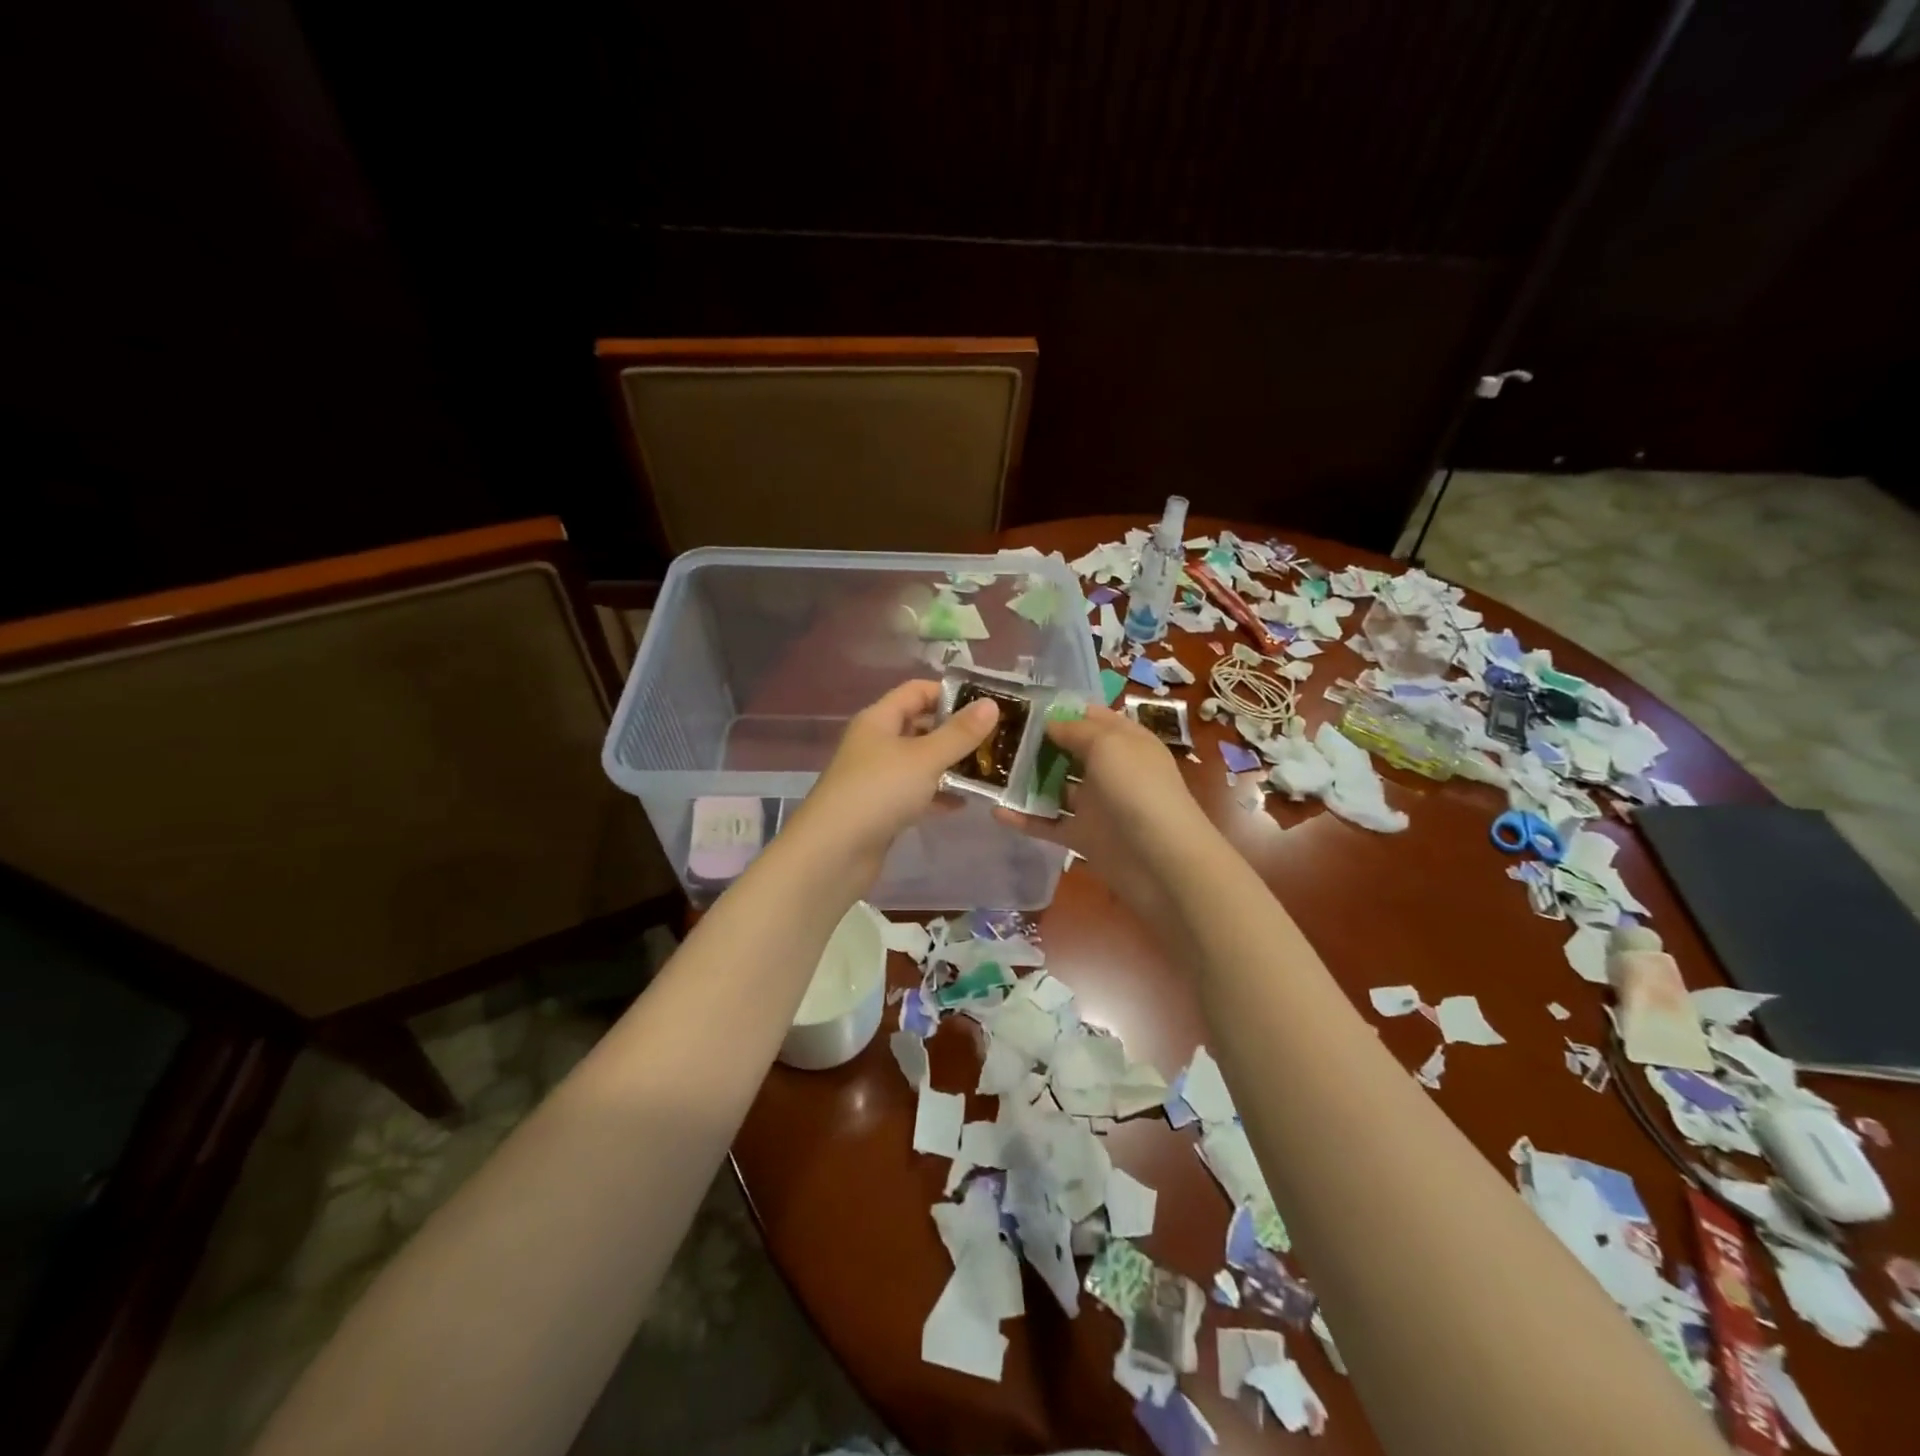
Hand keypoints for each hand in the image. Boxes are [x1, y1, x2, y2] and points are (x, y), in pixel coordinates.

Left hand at [783, 679, 999, 891]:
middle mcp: (876, 742)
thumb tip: (991, 704)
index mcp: (879, 719)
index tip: (986, 705)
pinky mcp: (882, 807)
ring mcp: (878, 777)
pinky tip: (965, 803)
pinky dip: (938, 794)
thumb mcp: (925, 758)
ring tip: (989, 770)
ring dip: (951, 765)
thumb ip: (959, 733)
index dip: (949, 693)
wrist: (834, 853)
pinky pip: (916, 792)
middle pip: (921, 726)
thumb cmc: (879, 792)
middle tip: (995, 739)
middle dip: (956, 732)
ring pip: (921, 762)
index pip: (917, 691)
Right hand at [994, 705, 1216, 918]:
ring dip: (1026, 780)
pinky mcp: (1083, 836)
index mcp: (1124, 740)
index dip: (1059, 709)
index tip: (1019, 706)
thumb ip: (1076, 730)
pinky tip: (995, 811)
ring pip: (1055, 787)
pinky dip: (1024, 819)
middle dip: (1036, 743)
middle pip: (1068, 750)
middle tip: (994, 736)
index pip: (1090, 716)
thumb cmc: (1139, 791)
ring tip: (987, 771)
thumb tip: (1049, 723)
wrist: (1163, 864)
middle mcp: (1110, 769)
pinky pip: (1048, 824)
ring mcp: (1096, 804)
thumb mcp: (1109, 745)